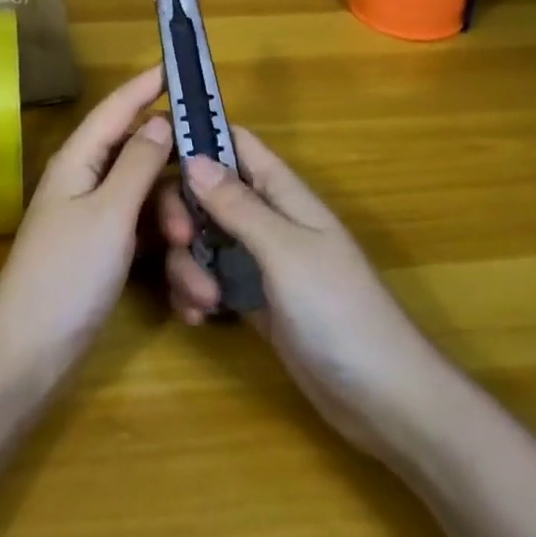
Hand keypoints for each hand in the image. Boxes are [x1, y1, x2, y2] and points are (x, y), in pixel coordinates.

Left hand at [0, 66, 170, 373]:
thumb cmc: (68, 273)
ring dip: (175, 231)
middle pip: (141, 161)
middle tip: (205, 208)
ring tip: (195, 272)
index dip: (144, 86)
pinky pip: (144, 237)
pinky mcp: (105, 251)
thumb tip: (159, 120)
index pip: (115, 109)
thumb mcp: (110, 213)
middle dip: (175, 185)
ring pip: (149, 204)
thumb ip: (138, 164)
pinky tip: (187, 292)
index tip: (176, 65)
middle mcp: (86, 181)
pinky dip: (166, 256)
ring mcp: (96, 218)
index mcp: (79, 161)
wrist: (30, 351)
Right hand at [157, 128, 432, 456]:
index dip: (199, 137)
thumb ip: (237, 204)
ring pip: (201, 239)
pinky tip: (197, 317)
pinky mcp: (250, 300)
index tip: (154, 151)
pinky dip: (194, 292)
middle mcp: (266, 219)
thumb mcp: (285, 250)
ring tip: (202, 300)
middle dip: (182, 212)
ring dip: (187, 263)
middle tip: (179, 240)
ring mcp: (257, 261)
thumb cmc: (339, 310)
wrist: (381, 399)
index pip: (236, 144)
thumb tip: (193, 157)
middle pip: (206, 191)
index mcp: (282, 193)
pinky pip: (208, 279)